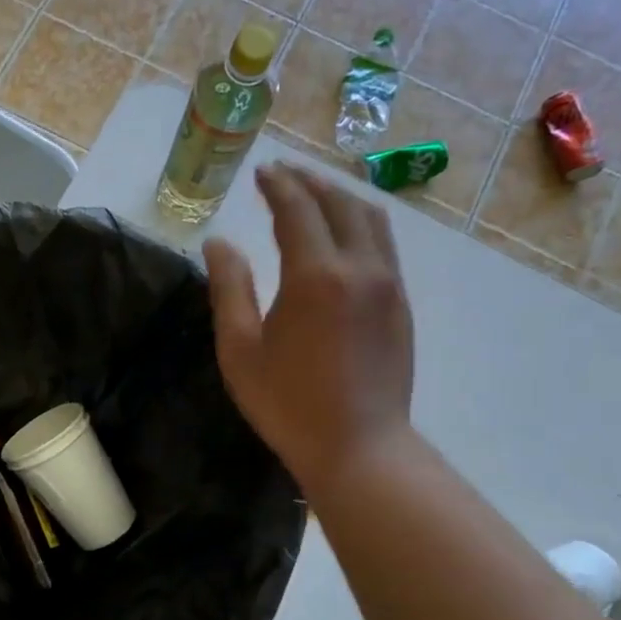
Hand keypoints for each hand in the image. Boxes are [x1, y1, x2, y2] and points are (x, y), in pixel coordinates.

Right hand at [205, 161, 415, 493]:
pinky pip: (384, 244)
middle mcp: (360, 267)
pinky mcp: (401, 303)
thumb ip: (229, 289)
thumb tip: (219, 242)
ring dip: (340, 197)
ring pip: (371, 219)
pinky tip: (344, 233)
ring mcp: (389, 284)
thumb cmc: (288, 404)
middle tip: (283, 175)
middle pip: (339, 203)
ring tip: (315, 193)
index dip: (278, 186)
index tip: (261, 172)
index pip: (298, 210)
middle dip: (310, 182)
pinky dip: (361, 223)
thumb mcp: (240, 350)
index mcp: (316, 276)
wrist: (359, 447)